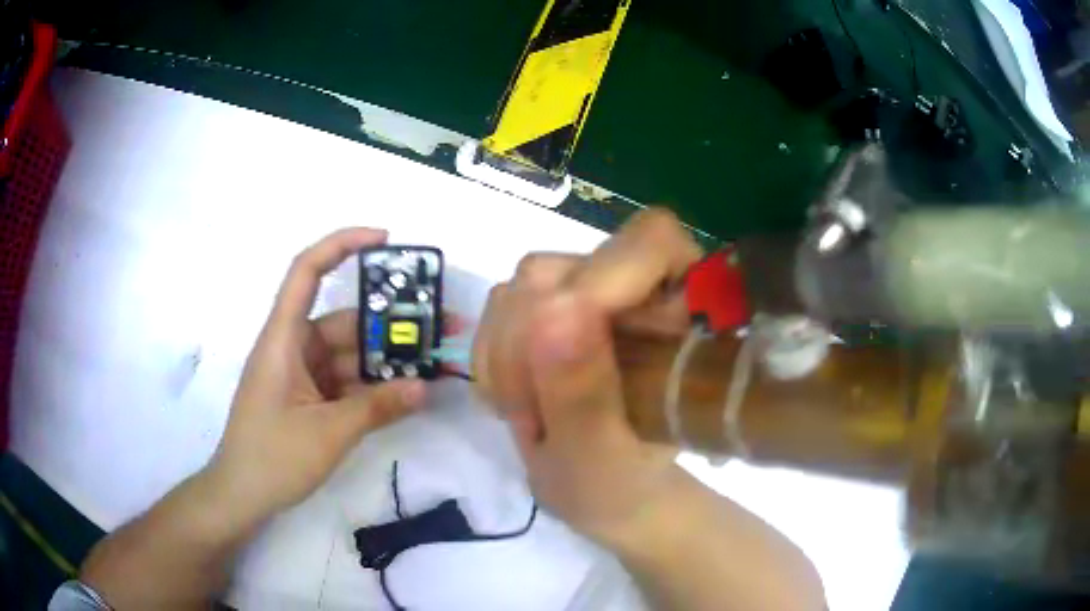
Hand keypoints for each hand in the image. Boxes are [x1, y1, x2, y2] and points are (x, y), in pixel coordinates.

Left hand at [208, 228, 425, 522]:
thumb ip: (377, 408)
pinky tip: (407, 393)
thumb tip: (426, 387)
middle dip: (391, 322)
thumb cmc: (272, 457)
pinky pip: (347, 382)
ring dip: (388, 360)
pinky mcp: (310, 398)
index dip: (342, 245)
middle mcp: (293, 347)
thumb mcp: (328, 433)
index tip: (385, 240)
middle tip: (441, 325)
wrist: (242, 495)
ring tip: (435, 363)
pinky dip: (374, 386)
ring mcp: (302, 375)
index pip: (306, 271)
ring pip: (350, 355)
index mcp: (284, 338)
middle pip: (344, 321)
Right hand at [472, 209, 703, 546]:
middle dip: (529, 349)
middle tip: (533, 420)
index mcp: (683, 316)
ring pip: (522, 284)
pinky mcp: (547, 303)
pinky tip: (512, 401)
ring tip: (528, 419)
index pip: (653, 242)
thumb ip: (583, 393)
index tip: (565, 349)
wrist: (598, 492)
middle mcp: (637, 288)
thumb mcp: (601, 458)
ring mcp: (588, 290)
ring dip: (507, 360)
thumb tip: (553, 308)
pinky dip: (492, 358)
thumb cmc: (619, 484)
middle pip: (564, 269)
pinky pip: (498, 304)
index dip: (605, 280)